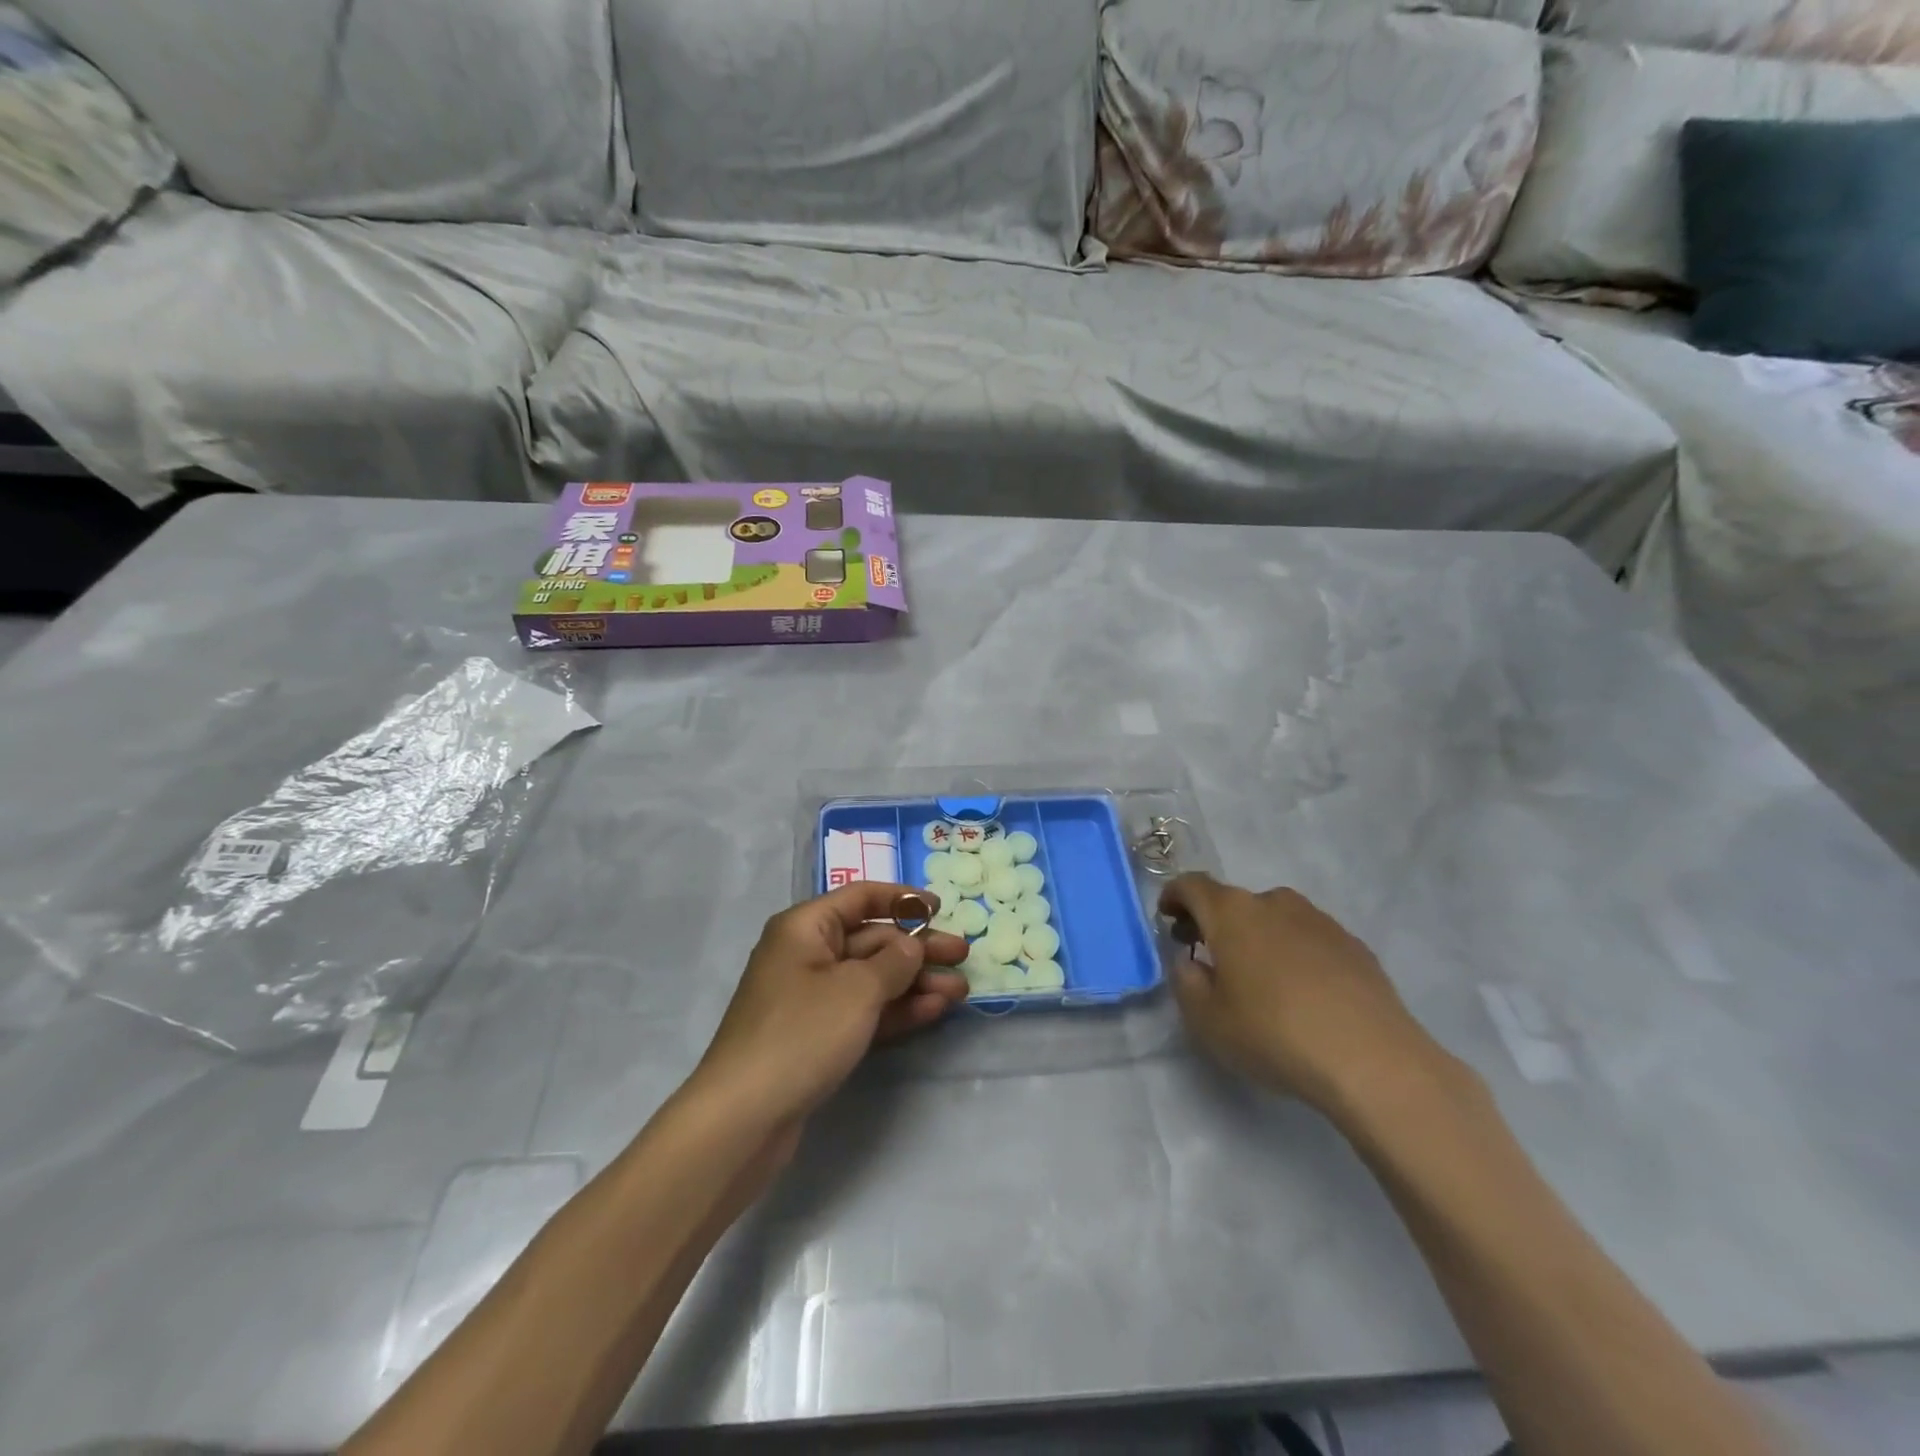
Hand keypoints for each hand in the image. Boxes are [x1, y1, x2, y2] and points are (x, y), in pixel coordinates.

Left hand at [692, 882, 969, 1131]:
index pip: (861, 898)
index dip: (902, 899)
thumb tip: (911, 945)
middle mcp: (806, 955)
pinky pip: (863, 1011)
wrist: (743, 1118)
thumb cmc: (802, 1033)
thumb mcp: (857, 990)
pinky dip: (896, 1010)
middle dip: (918, 949)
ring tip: (960, 992)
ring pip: (872, 979)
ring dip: (915, 983)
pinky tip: (933, 1012)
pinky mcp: (817, 1036)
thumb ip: (894, 961)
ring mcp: (811, 999)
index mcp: (805, 927)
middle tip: (964, 957)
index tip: (941, 908)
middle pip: (871, 940)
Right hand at [1161, 874, 1452, 1117]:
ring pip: (1274, 919)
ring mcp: (1319, 921)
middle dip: (1215, 923)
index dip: (1174, 896)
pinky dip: (1294, 953)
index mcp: (1232, 912)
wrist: (1372, 1060)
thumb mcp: (1207, 1020)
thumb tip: (1190, 961)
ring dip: (1257, 937)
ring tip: (1259, 978)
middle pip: (1234, 902)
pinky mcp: (1354, 945)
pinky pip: (1309, 939)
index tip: (1168, 917)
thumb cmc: (1274, 1034)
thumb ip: (1186, 982)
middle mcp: (1275, 903)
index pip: (1192, 885)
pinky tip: (1302, 992)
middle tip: (1208, 957)